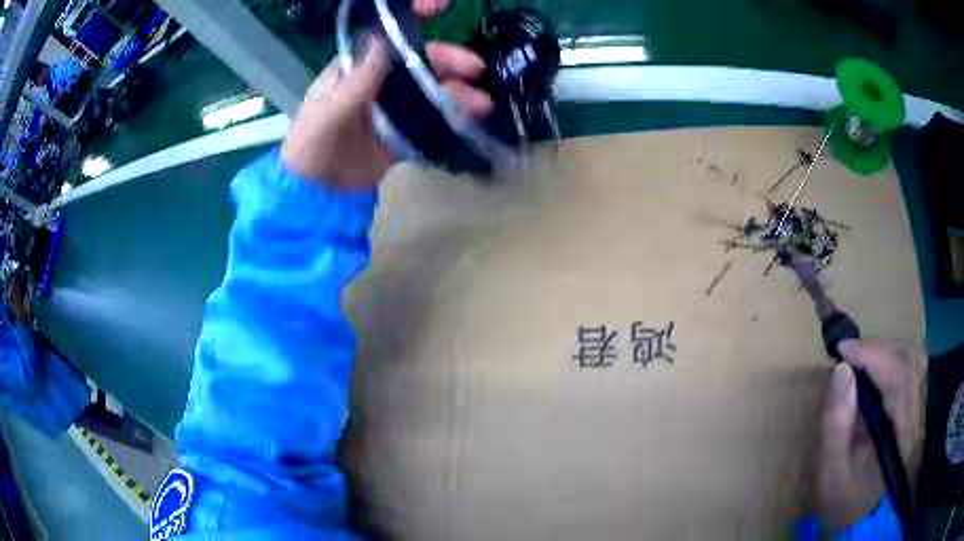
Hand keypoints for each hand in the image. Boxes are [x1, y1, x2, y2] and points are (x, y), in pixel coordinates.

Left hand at [280, 1, 492, 188]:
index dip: (413, 16)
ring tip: (481, 103)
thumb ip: (357, 78)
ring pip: (429, 90)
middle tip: (476, 68)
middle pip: (418, 61)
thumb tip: (382, 38)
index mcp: (355, 68)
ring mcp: (391, 108)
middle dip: (449, 60)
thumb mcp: (328, 109)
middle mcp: (376, 82)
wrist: (315, 195)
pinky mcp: (400, 134)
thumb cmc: (310, 145)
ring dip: (457, 92)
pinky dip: (450, 119)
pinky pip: (429, 121)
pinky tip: (468, 120)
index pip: (386, 34)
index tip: (441, 5)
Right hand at [816, 339, 925, 526]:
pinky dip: (893, 357)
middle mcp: (916, 415)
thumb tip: (841, 370)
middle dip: (879, 347)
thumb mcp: (832, 471)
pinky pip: (912, 367)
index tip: (842, 349)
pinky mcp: (915, 407)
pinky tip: (876, 368)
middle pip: (910, 359)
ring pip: (913, 358)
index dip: (871, 355)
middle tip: (850, 354)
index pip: (897, 376)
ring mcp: (919, 410)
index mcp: (900, 434)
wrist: (862, 516)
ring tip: (862, 358)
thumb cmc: (844, 498)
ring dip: (887, 349)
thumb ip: (837, 423)